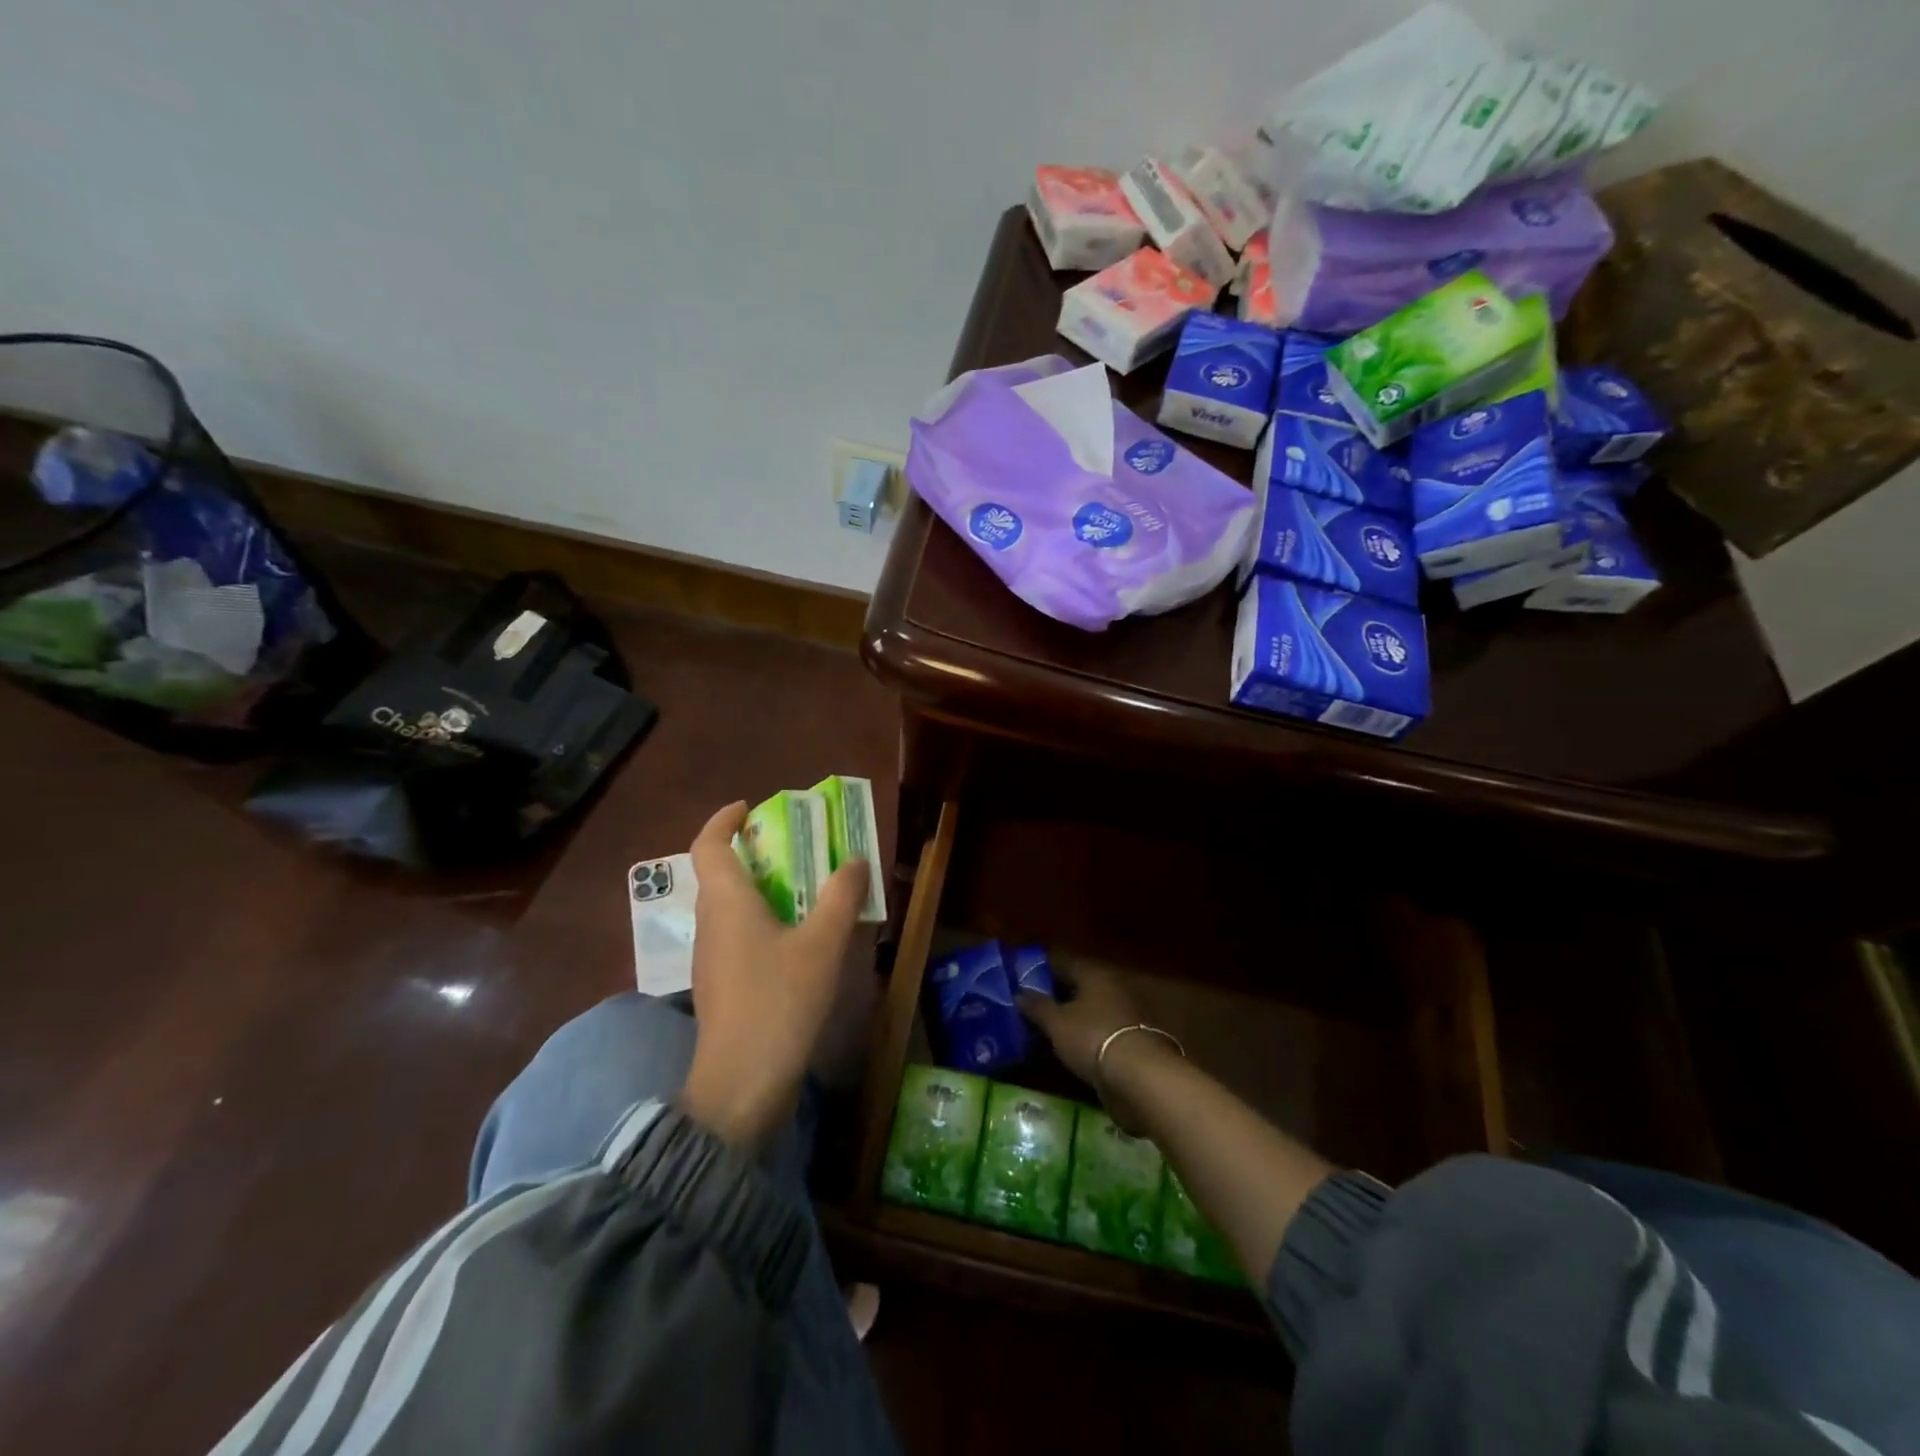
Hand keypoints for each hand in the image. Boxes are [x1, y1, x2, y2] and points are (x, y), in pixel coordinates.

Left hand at [680, 801, 869, 1148]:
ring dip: (761, 889)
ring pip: (731, 907)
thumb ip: (840, 897)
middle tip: (796, 847)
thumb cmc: (779, 1000)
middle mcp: (710, 923)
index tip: (749, 808)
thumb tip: (855, 860)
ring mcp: (711, 957)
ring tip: (805, 889)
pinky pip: (738, 935)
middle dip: (754, 853)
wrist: (742, 1082)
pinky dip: (762, 921)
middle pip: (721, 873)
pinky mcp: (721, 985)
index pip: (709, 845)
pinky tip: (797, 939)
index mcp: (726, 902)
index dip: (724, 821)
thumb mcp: (822, 943)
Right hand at [1019, 966, 1168, 1131]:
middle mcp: (1111, 989)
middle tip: (1029, 1005)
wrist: (1139, 1077)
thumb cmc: (1092, 1037)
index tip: (1022, 977)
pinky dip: (1082, 1038)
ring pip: (1088, 1012)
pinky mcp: (1129, 1042)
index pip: (1064, 963)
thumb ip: (1037, 1007)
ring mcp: (1123, 1016)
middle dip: (1055, 995)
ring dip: (1069, 1019)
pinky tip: (1065, 1049)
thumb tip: (1019, 994)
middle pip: (1078, 987)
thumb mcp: (1057, 1023)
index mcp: (1094, 975)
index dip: (1042, 969)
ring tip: (1043, 1030)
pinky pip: (1097, 1033)